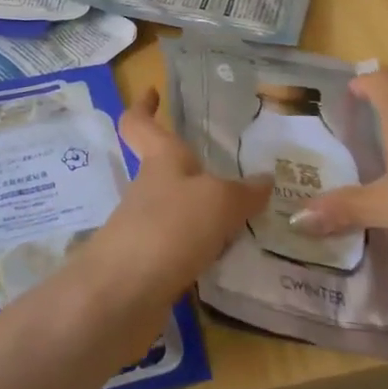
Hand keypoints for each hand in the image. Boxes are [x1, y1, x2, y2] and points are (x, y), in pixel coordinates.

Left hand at [75, 90, 270, 315]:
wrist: (122, 297)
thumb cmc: (168, 228)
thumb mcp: (218, 201)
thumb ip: (243, 192)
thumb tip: (265, 180)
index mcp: (160, 160)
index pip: (139, 123)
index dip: (142, 105)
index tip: (151, 91)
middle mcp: (149, 189)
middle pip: (163, 168)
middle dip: (191, 166)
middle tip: (231, 165)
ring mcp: (146, 229)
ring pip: (176, 208)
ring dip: (202, 209)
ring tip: (245, 213)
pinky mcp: (150, 267)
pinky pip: (182, 246)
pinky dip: (203, 247)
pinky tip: (229, 256)